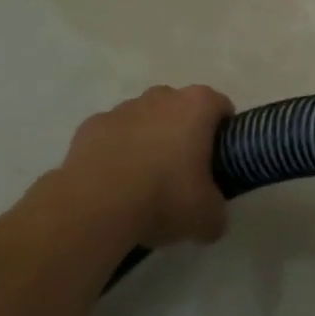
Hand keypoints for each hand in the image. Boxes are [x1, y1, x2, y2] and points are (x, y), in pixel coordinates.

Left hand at [59, 86, 234, 247]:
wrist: (96, 206)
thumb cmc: (164, 197)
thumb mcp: (206, 216)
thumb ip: (216, 211)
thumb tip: (211, 218)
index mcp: (196, 106)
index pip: (220, 106)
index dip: (223, 132)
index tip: (218, 160)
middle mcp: (161, 97)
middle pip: (180, 108)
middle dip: (183, 133)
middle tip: (183, 173)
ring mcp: (122, 108)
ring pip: (143, 119)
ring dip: (147, 140)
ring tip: (143, 182)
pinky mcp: (91, 125)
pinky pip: (112, 135)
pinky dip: (115, 151)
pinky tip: (113, 183)